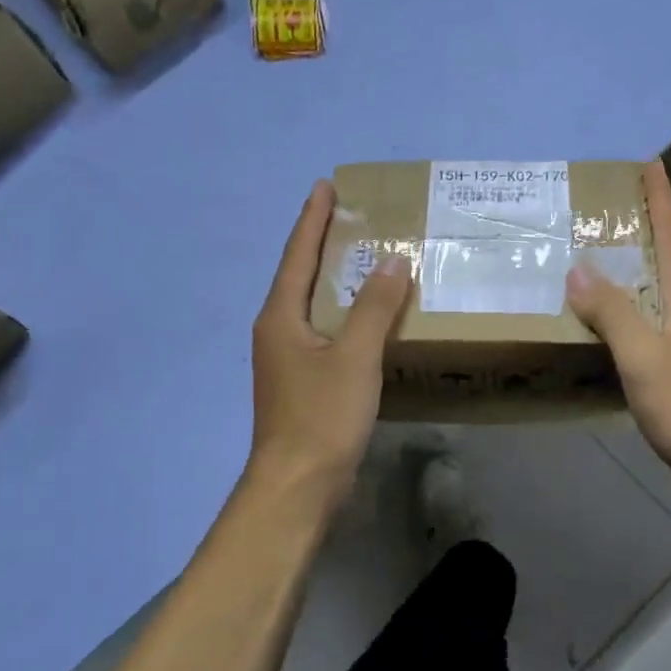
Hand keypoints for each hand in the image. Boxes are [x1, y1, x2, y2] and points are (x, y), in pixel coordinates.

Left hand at [248, 179, 412, 507]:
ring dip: (334, 278)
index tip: (326, 185)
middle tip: (351, 215)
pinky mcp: (302, 382)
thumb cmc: (321, 416)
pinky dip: (343, 312)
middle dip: (323, 243)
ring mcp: (287, 359)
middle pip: (301, 275)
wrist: (297, 485)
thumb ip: (375, 308)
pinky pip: (324, 331)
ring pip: (312, 305)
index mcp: (281, 316)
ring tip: (362, 256)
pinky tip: (365, 317)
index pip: (298, 254)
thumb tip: (392, 261)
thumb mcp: (354, 357)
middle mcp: (277, 331)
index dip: (313, 218)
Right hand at [567, 160, 670, 486]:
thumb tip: (579, 268)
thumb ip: (611, 312)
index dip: (660, 197)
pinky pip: (659, 314)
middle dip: (646, 223)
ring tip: (606, 252)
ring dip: (640, 262)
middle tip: (610, 204)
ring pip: (665, 285)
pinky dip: (637, 299)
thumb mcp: (642, 357)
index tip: (648, 161)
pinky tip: (618, 314)